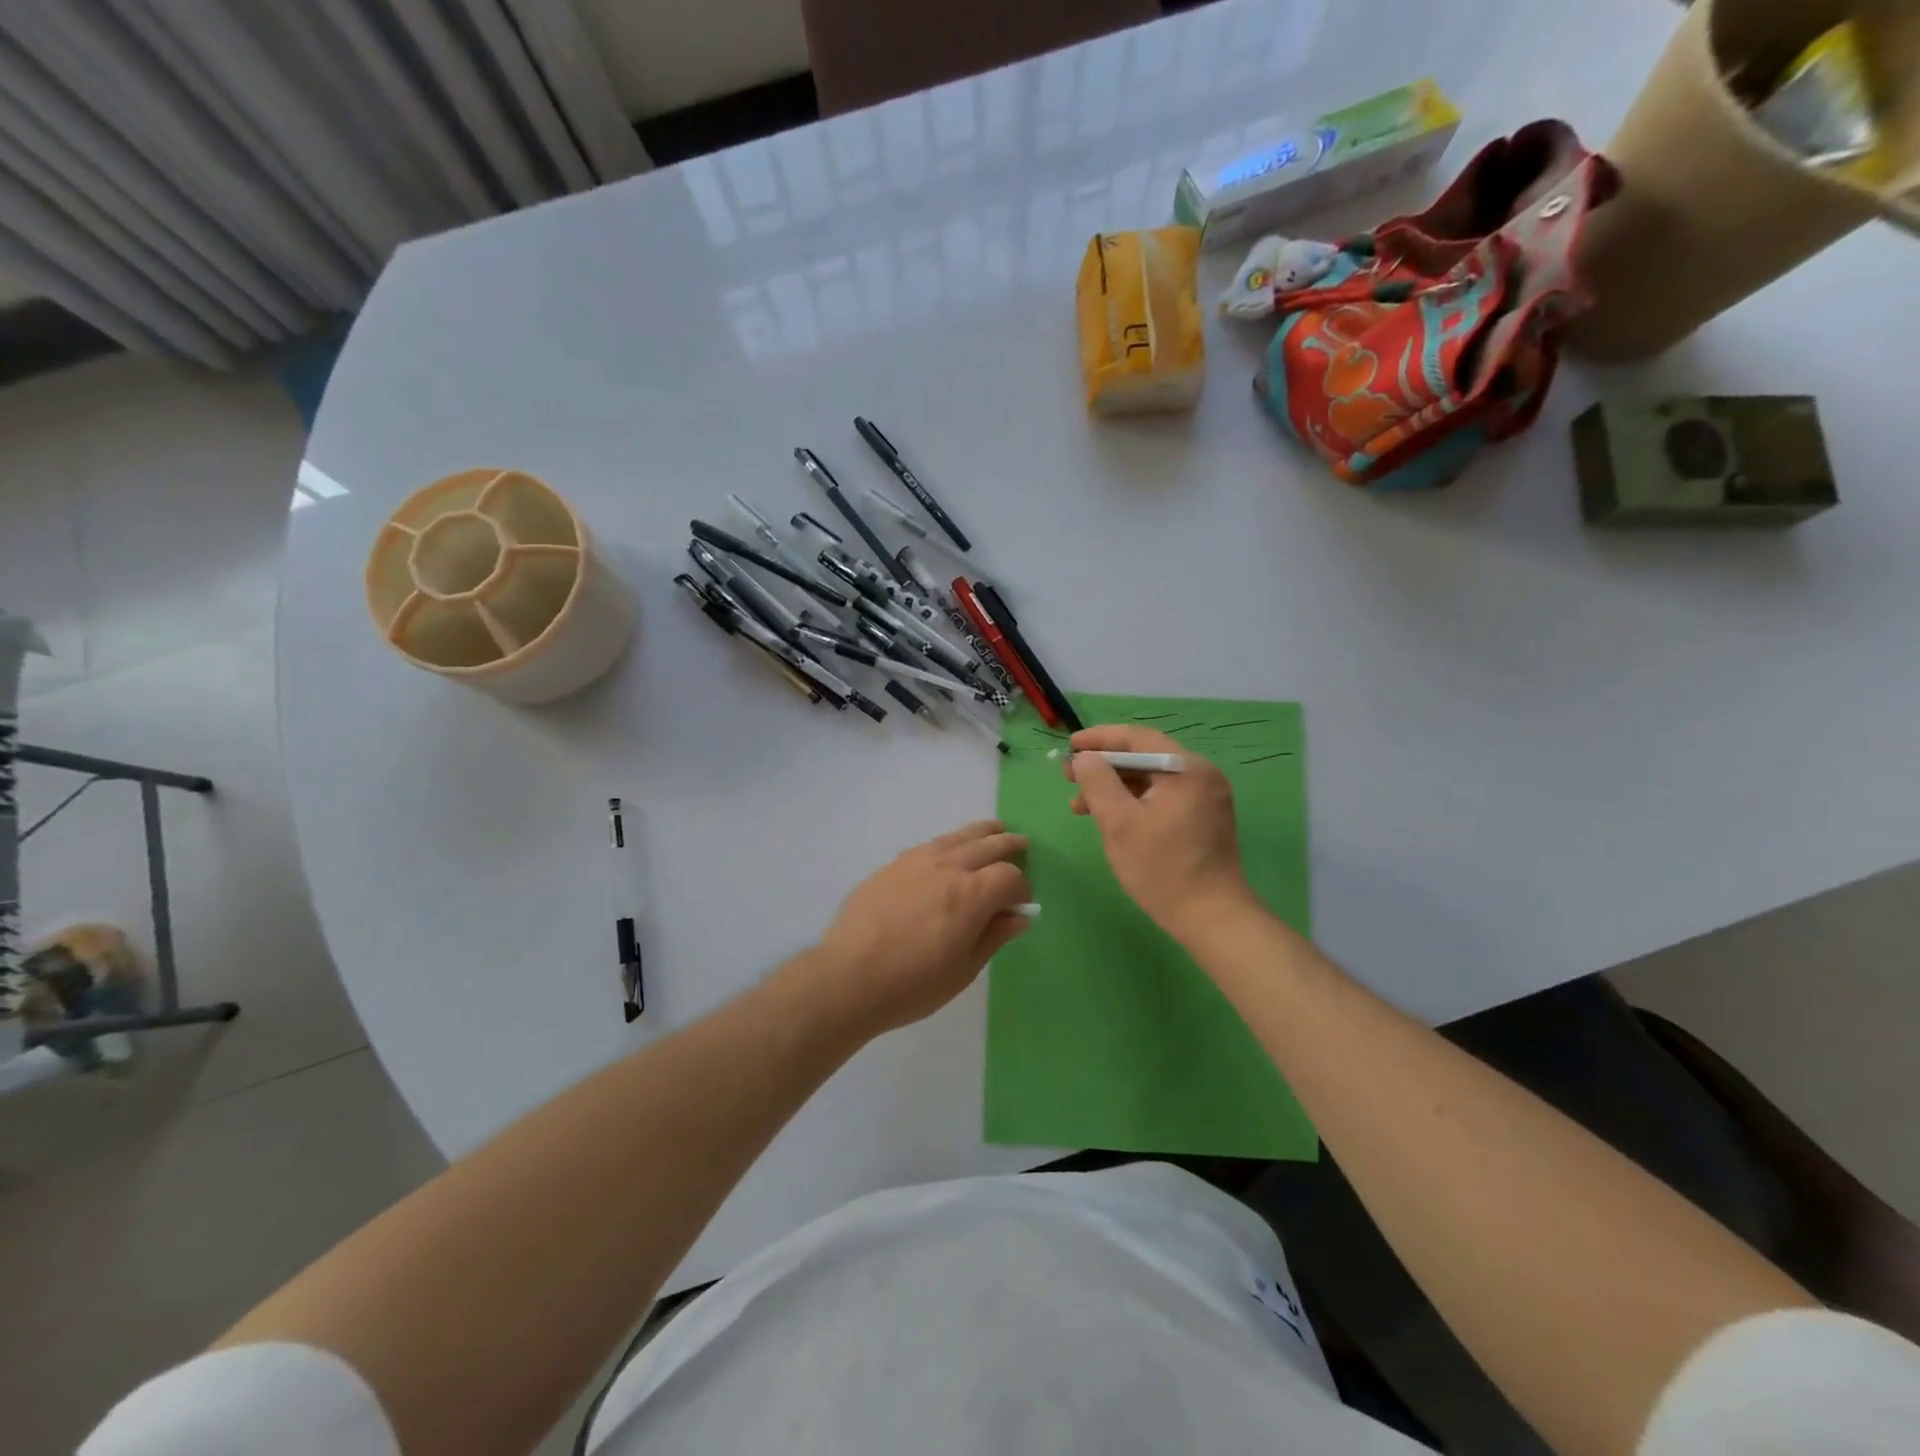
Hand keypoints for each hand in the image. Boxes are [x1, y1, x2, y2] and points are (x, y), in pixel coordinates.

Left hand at [808, 820, 1031, 1037]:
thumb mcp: (963, 969)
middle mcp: (948, 867)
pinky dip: (949, 843)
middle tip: (1021, 843)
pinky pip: (929, 845)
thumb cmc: (913, 984)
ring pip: (957, 837)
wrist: (849, 977)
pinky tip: (948, 849)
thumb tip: (1018, 917)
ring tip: (992, 829)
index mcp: (972, 894)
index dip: (1021, 889)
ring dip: (979, 833)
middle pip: (986, 845)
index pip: (1009, 877)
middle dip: (1007, 845)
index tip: (1021, 904)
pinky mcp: (892, 865)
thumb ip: (993, 937)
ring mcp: (917, 861)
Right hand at [1066, 726, 1254, 939]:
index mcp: (1186, 768)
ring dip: (1115, 787)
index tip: (1069, 746)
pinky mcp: (1205, 817)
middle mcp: (1202, 774)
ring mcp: (1207, 797)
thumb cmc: (1162, 869)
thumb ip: (1097, 782)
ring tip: (1081, 806)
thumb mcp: (1119, 823)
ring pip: (1152, 779)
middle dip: (1104, 766)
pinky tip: (1111, 818)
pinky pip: (1163, 796)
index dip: (1099, 739)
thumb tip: (1084, 758)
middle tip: (1069, 778)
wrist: (1212, 918)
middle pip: (1144, 756)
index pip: (1136, 738)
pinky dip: (1135, 801)